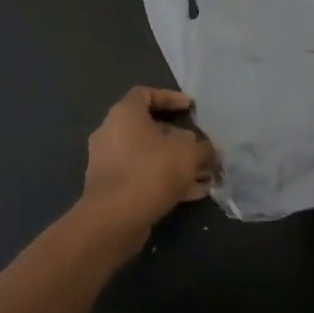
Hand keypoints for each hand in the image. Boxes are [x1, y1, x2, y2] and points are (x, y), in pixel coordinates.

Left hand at [77, 88, 216, 246]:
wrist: (114, 218)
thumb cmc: (151, 170)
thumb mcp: (188, 152)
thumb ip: (202, 147)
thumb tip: (204, 150)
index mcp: (124, 114)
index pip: (145, 94)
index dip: (170, 97)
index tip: (190, 108)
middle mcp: (111, 133)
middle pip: (149, 129)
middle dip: (179, 140)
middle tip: (201, 149)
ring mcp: (108, 163)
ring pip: (148, 157)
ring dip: (176, 165)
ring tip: (205, 177)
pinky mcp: (111, 190)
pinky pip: (142, 178)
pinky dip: (165, 182)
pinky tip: (193, 194)